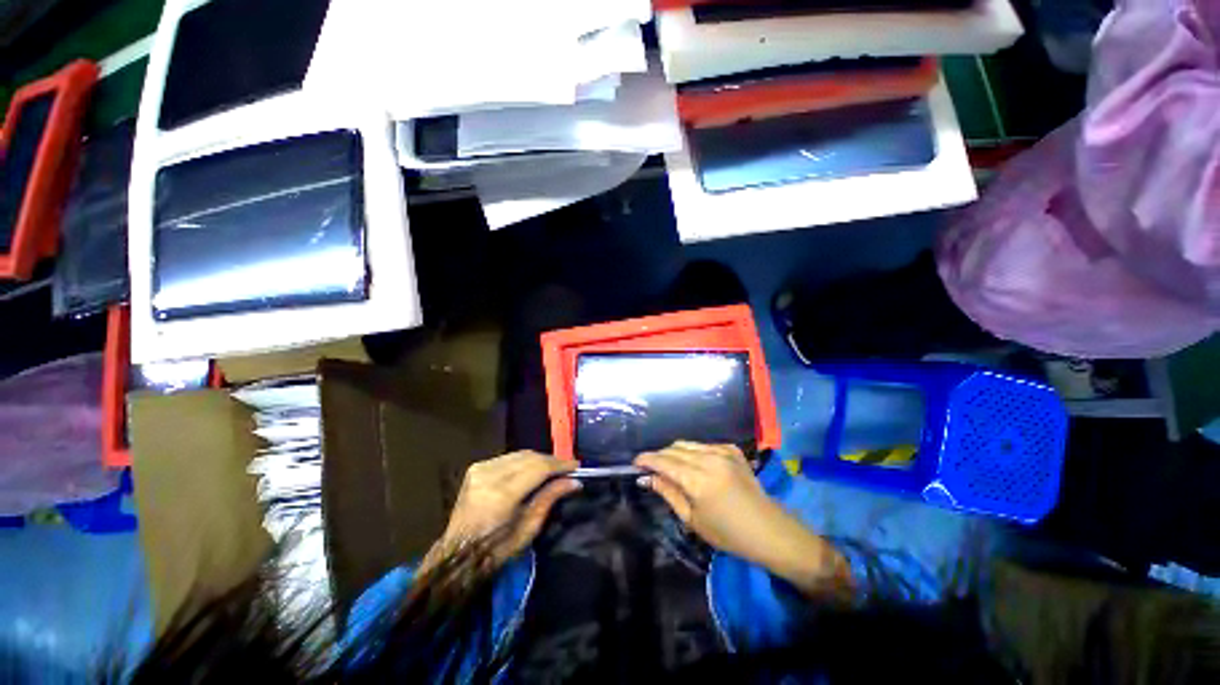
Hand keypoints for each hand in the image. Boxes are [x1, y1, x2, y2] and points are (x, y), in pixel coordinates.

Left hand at [423, 451, 578, 573]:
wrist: (458, 554)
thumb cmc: (496, 549)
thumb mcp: (528, 528)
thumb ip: (550, 498)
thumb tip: (575, 481)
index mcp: (502, 494)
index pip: (538, 467)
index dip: (560, 464)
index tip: (576, 465)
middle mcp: (490, 475)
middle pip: (530, 456)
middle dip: (551, 460)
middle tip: (567, 468)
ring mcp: (480, 469)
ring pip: (520, 454)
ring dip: (539, 459)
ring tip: (552, 469)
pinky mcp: (476, 467)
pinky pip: (509, 458)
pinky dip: (524, 461)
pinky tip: (532, 470)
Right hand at [635, 442, 849, 595]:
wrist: (768, 530)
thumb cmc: (728, 534)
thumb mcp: (692, 519)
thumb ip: (668, 493)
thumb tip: (647, 478)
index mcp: (697, 479)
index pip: (663, 461)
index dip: (647, 459)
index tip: (635, 463)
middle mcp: (708, 458)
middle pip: (674, 448)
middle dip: (660, 455)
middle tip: (652, 468)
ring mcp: (722, 451)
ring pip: (688, 444)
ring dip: (675, 452)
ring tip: (670, 466)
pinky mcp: (732, 450)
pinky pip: (704, 445)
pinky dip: (694, 451)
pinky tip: (694, 464)